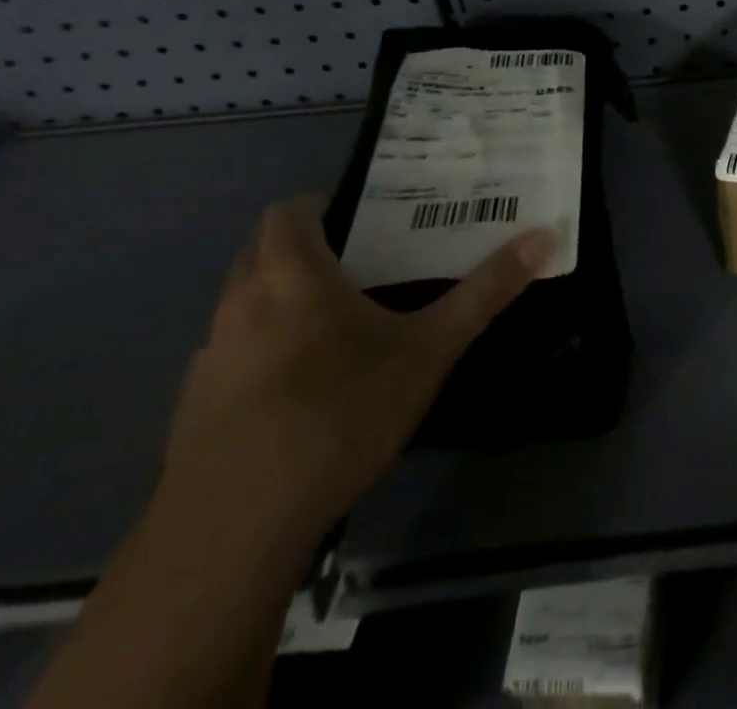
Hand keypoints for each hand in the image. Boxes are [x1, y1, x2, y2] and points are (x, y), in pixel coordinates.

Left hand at [159, 195, 552, 542]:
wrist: (233, 531)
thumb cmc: (339, 414)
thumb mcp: (429, 351)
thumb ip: (484, 292)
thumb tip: (544, 236)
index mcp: (291, 275)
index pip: (287, 211)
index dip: (318, 206)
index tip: (360, 219)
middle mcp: (239, 304)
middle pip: (260, 251)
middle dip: (302, 249)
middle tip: (360, 265)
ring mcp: (209, 358)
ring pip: (242, 304)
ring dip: (279, 301)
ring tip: (336, 327)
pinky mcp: (192, 410)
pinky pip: (230, 356)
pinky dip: (260, 354)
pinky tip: (298, 394)